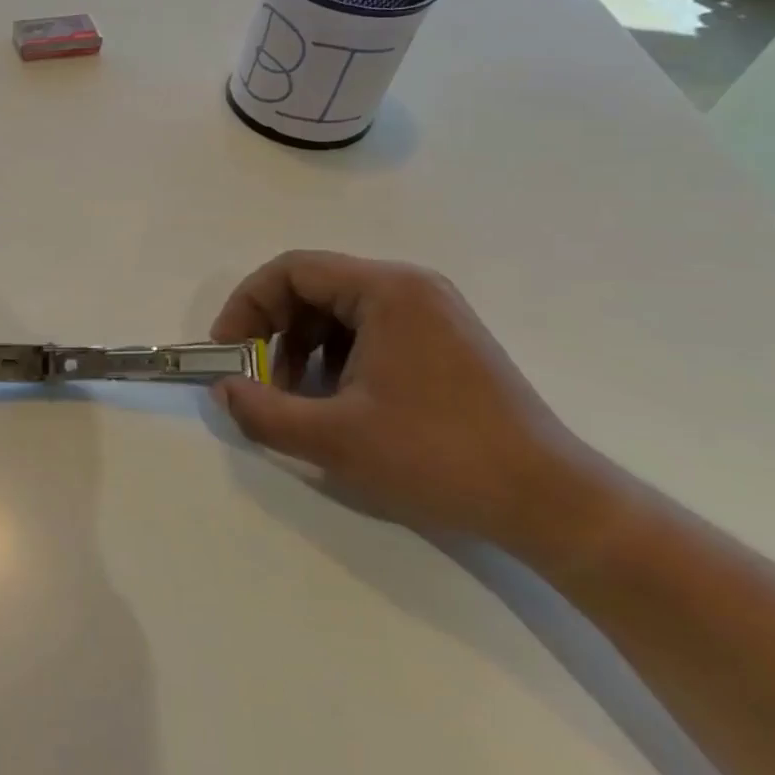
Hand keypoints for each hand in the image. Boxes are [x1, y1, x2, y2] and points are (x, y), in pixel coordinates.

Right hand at [210, 250, 602, 551]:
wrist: (551, 503)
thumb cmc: (438, 457)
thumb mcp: (334, 439)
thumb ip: (263, 411)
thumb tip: (223, 390)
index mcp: (387, 291)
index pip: (291, 271)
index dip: (247, 305)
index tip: (228, 352)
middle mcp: (411, 288)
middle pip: (314, 287)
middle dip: (274, 330)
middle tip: (257, 378)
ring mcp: (433, 313)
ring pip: (339, 311)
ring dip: (302, 347)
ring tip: (295, 396)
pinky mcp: (444, 342)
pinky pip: (369, 331)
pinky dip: (336, 358)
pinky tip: (336, 401)